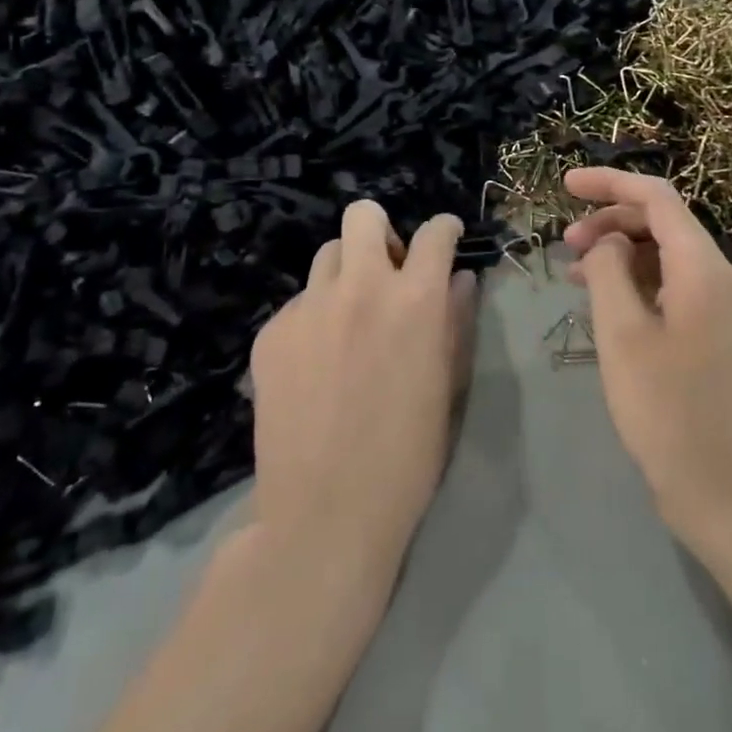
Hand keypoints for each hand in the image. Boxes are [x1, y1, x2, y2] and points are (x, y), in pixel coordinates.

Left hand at [249, 202, 473, 570]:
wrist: (325, 515)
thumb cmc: (406, 456)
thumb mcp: (447, 386)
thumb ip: (455, 321)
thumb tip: (460, 278)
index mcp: (414, 300)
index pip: (434, 233)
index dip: (445, 229)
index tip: (446, 238)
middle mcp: (360, 288)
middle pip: (363, 216)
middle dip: (381, 232)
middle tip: (387, 270)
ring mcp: (309, 307)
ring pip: (327, 256)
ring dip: (346, 274)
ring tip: (348, 319)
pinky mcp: (271, 333)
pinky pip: (297, 304)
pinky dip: (313, 318)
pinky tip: (315, 364)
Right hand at [563, 168, 731, 569]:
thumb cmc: (673, 417)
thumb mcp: (624, 338)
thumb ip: (609, 273)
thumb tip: (607, 242)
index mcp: (705, 270)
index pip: (657, 198)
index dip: (609, 183)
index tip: (564, 184)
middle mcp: (723, 280)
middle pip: (664, 224)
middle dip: (611, 222)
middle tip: (565, 245)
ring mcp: (727, 311)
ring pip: (668, 258)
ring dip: (621, 254)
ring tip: (575, 274)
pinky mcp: (722, 339)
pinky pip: (677, 289)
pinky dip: (639, 285)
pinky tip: (608, 306)